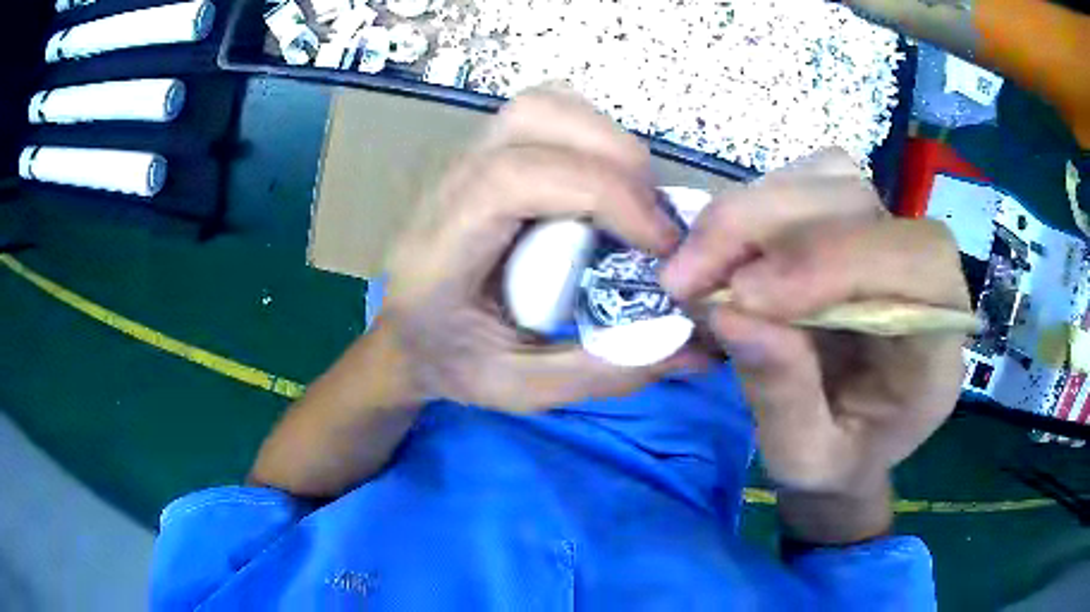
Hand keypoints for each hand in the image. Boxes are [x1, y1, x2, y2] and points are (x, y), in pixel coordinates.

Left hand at [383, 89, 703, 411]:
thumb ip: (608, 371)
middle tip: (656, 224)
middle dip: (617, 160)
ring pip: (545, 105)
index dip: (603, 195)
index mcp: (440, 251)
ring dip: (609, 142)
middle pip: (534, 119)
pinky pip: (548, 114)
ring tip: (637, 203)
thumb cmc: (454, 365)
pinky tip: (607, 186)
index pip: (515, 180)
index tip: (661, 246)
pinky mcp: (486, 152)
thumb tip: (700, 345)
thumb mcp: (525, 390)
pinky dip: (594, 136)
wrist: (405, 337)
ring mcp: (464, 159)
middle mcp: (447, 187)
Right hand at [660, 150, 968, 499]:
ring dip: (752, 213)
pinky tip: (719, 259)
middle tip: (688, 278)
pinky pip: (802, 187)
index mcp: (936, 348)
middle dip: (767, 226)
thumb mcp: (806, 460)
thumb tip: (731, 313)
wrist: (847, 444)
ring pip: (828, 179)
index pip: (917, 264)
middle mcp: (920, 278)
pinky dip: (750, 214)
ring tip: (696, 270)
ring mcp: (883, 242)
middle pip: (861, 202)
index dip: (837, 260)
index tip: (746, 297)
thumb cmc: (837, 462)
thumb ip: (783, 398)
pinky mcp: (848, 229)